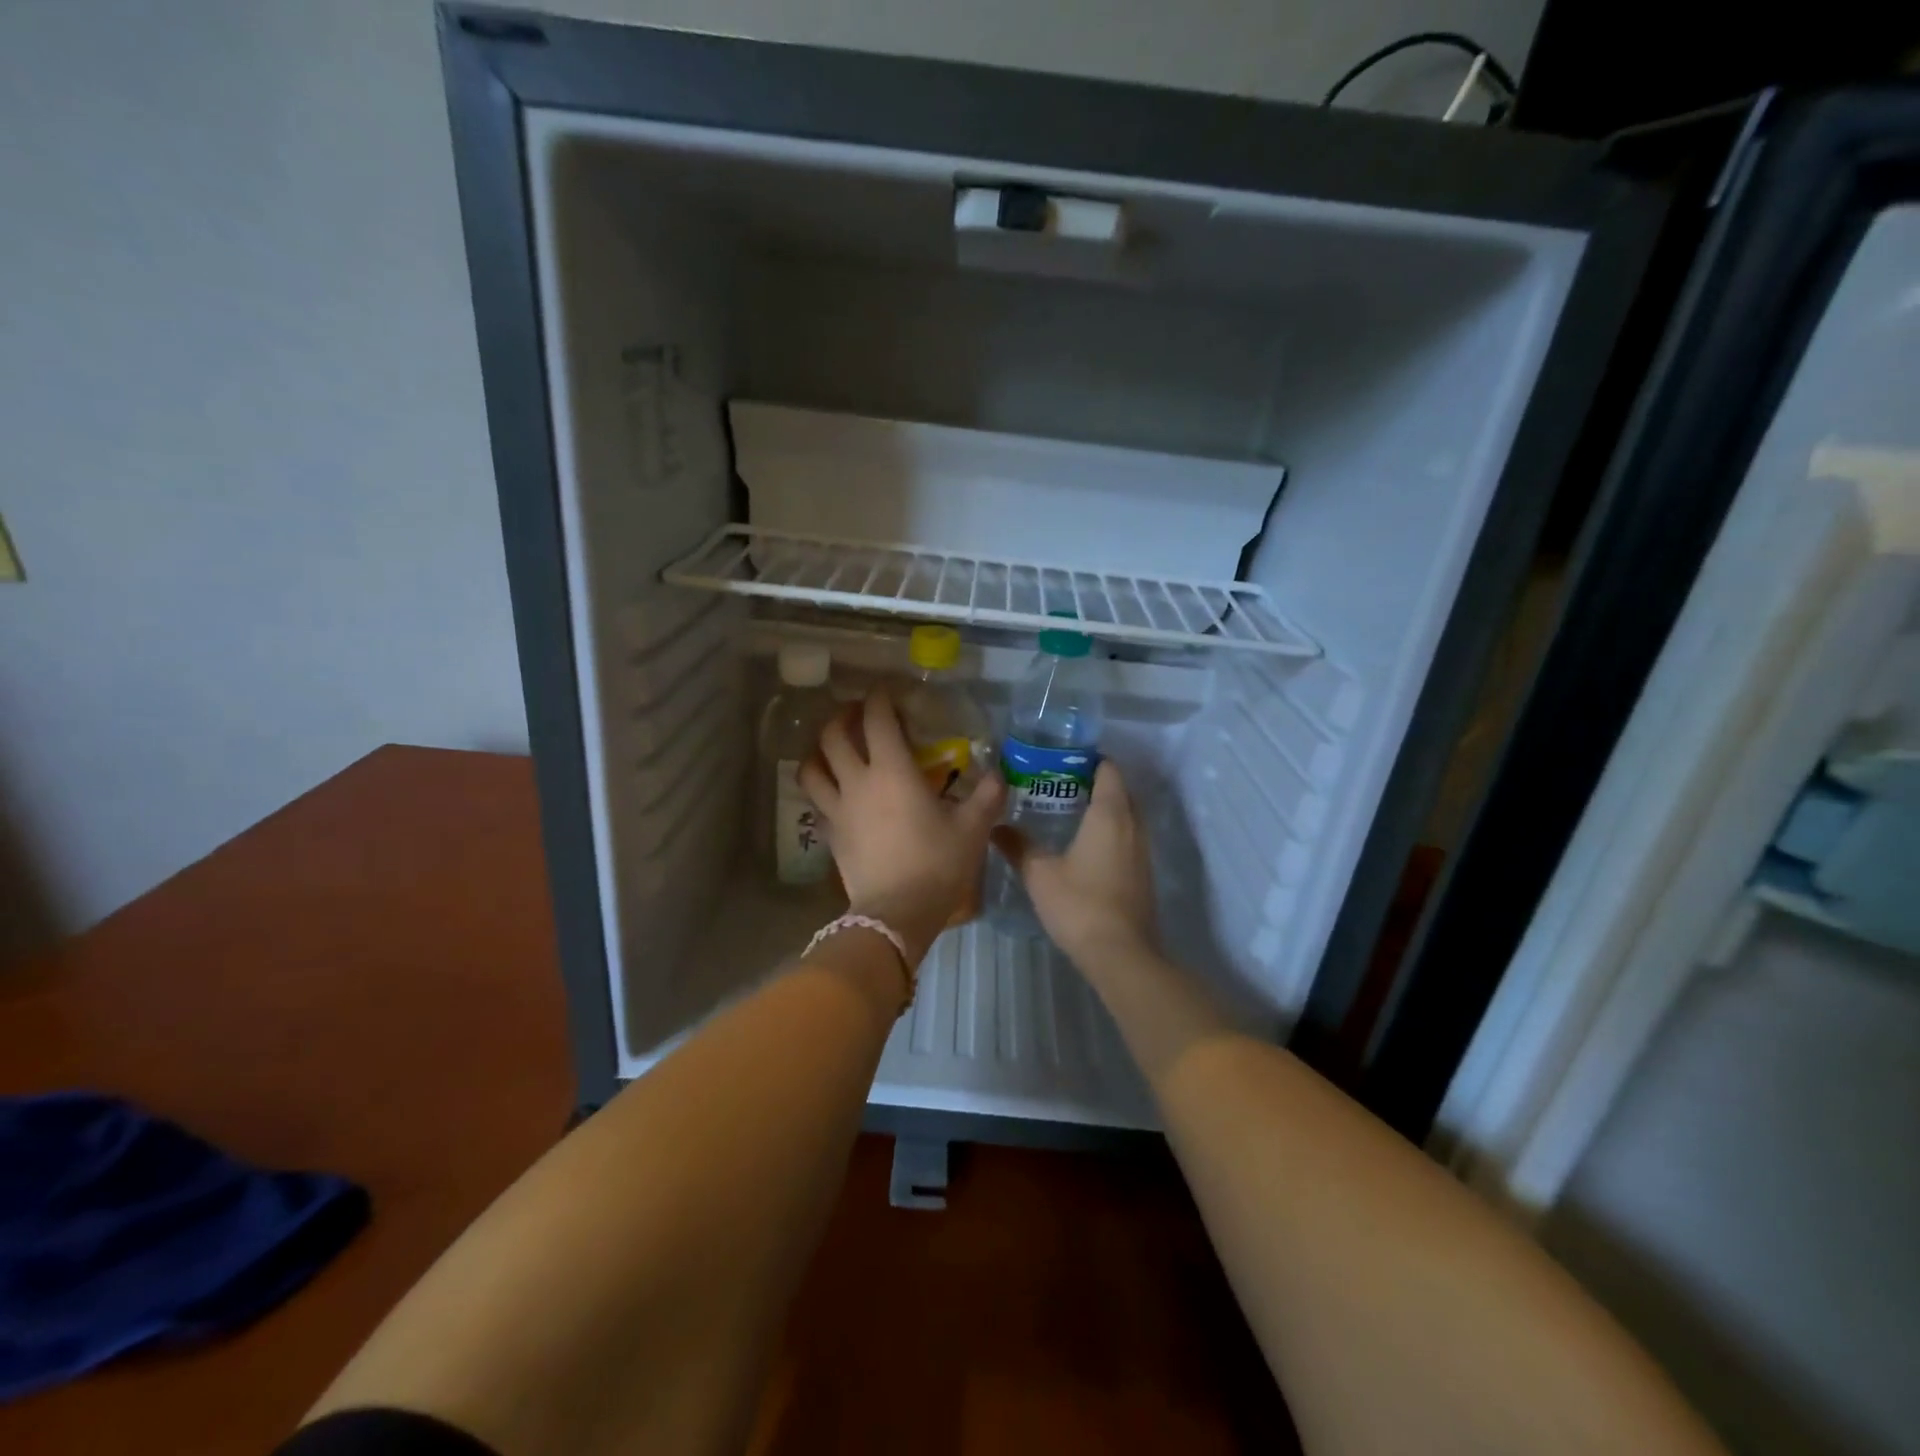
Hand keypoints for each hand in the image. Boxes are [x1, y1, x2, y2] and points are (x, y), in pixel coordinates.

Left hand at [799, 688, 1003, 965]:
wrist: (897, 914)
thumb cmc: (937, 865)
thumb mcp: (973, 829)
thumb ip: (987, 795)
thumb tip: (999, 774)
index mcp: (893, 772)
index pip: (877, 720)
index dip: (879, 699)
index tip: (885, 691)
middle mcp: (858, 782)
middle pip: (833, 737)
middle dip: (842, 717)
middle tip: (856, 714)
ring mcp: (837, 810)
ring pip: (812, 769)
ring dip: (818, 751)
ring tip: (832, 749)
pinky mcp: (830, 836)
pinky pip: (817, 802)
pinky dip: (822, 789)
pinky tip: (836, 793)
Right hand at [991, 761, 1157, 969]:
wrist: (1121, 954)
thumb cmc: (1079, 904)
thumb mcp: (1039, 874)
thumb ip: (1018, 846)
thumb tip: (995, 827)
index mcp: (1110, 814)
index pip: (1108, 769)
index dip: (1089, 759)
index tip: (1062, 760)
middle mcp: (1133, 824)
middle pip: (1119, 789)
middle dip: (1094, 782)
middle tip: (1059, 784)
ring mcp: (1142, 850)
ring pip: (1126, 814)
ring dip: (1104, 808)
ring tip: (1068, 811)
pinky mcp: (1143, 872)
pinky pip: (1128, 836)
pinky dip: (1111, 830)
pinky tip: (1085, 845)